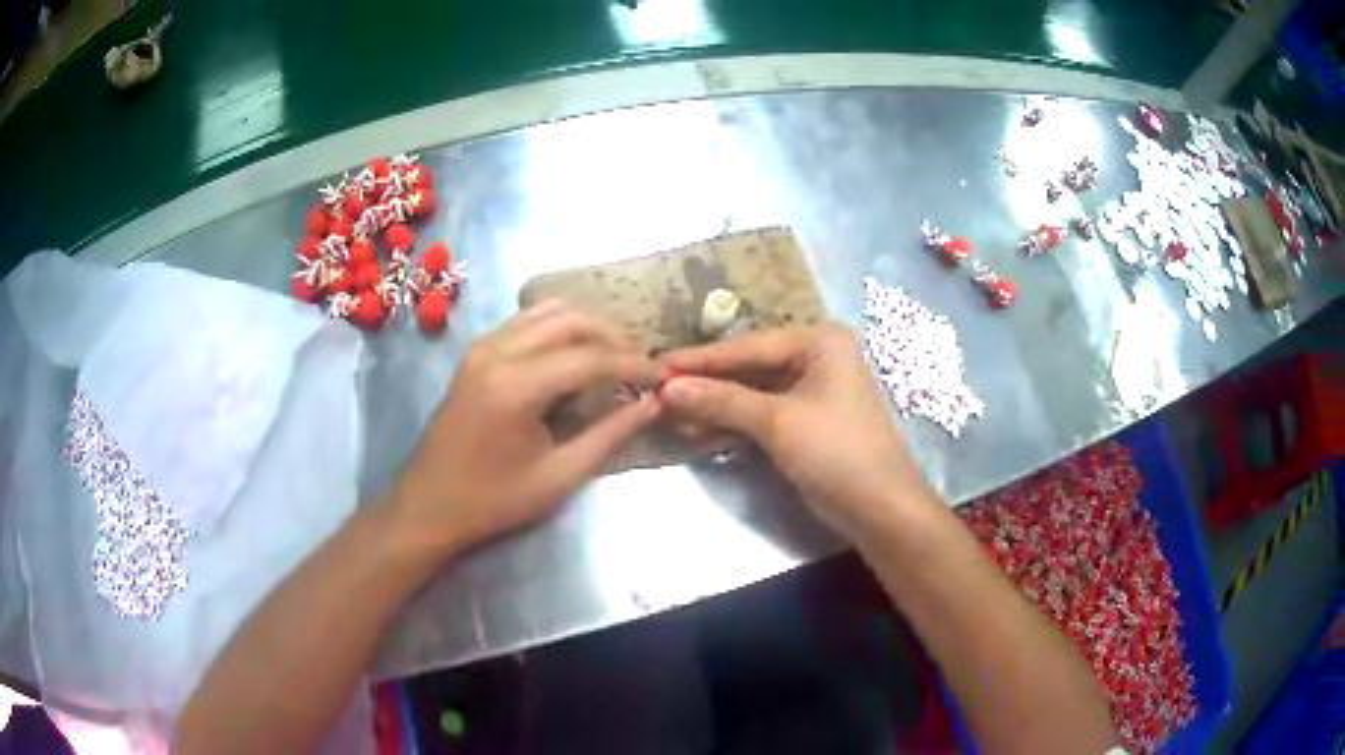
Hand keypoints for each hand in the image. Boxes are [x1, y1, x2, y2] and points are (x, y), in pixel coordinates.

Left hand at [387, 301, 662, 555]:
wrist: (428, 505)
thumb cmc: (493, 500)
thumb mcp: (558, 477)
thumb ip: (609, 435)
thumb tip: (652, 405)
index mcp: (516, 385)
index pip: (591, 357)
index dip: (633, 365)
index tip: (663, 377)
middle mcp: (498, 351)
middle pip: (571, 320)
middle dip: (614, 337)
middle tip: (641, 365)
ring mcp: (482, 347)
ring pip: (548, 311)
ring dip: (587, 327)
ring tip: (614, 357)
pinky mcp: (476, 352)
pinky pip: (527, 321)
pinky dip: (559, 329)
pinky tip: (575, 357)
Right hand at [659, 323, 934, 539]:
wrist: (880, 508)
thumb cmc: (837, 453)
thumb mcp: (777, 423)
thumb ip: (721, 400)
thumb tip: (667, 387)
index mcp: (819, 341)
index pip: (748, 346)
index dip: (700, 359)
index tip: (657, 364)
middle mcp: (817, 357)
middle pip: (749, 367)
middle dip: (706, 384)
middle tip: (657, 390)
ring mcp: (813, 389)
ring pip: (753, 392)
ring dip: (716, 405)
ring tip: (670, 413)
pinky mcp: (807, 420)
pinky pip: (762, 413)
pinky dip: (734, 423)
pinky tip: (699, 430)